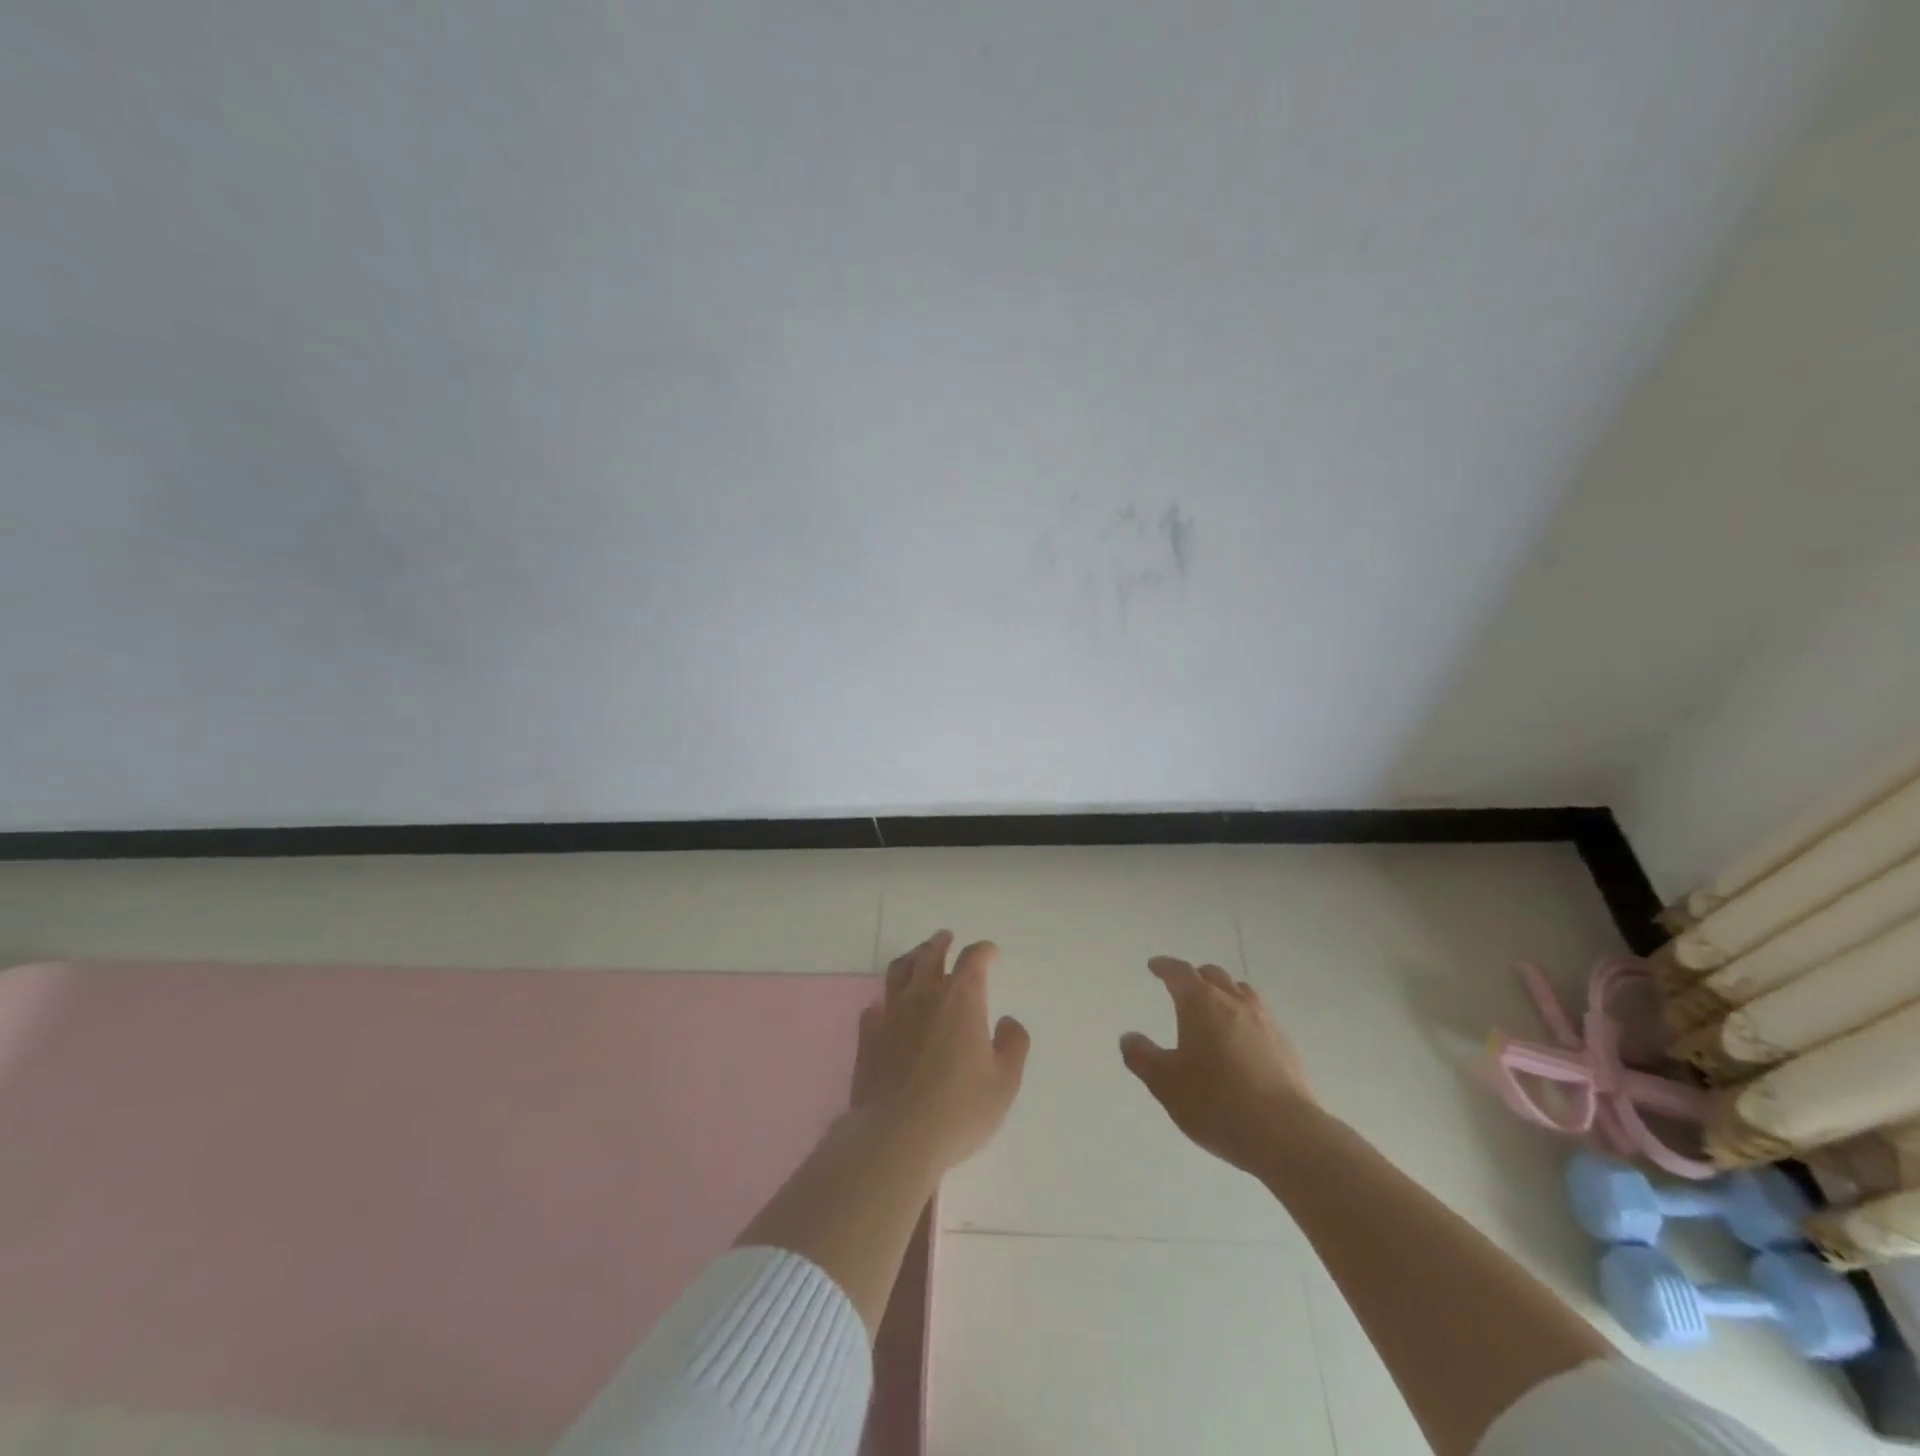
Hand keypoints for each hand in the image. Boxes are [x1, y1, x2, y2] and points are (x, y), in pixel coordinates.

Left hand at [854, 931, 1030, 1174]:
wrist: (896, 1135)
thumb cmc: (959, 1109)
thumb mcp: (1004, 1083)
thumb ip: (1013, 1045)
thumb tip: (1007, 1022)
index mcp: (961, 998)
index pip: (973, 959)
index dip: (983, 951)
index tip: (990, 952)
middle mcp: (924, 994)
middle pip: (930, 954)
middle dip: (941, 943)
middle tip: (946, 938)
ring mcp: (892, 1012)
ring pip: (899, 970)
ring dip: (911, 958)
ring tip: (916, 957)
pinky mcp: (868, 1034)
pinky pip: (876, 1004)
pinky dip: (887, 999)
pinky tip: (888, 1007)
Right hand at [1120, 956, 1318, 1176]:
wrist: (1287, 1135)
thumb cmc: (1216, 1102)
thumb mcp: (1166, 1083)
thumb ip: (1142, 1057)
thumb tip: (1129, 1037)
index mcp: (1201, 1003)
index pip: (1179, 972)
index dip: (1165, 967)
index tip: (1155, 966)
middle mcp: (1234, 1002)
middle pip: (1214, 975)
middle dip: (1196, 977)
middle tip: (1183, 988)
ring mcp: (1265, 1022)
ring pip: (1241, 993)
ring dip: (1224, 994)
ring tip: (1215, 1010)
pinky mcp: (1287, 1047)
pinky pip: (1260, 1019)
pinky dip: (1244, 1020)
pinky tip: (1241, 1044)